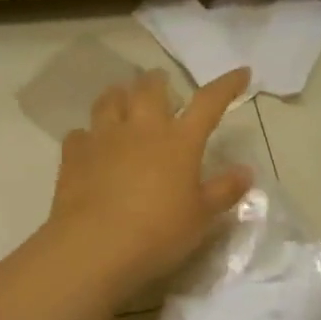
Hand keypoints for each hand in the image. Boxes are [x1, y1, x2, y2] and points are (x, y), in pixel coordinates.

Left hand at [47, 68, 255, 297]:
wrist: (95, 246)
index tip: (241, 73)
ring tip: (123, 100)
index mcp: (179, 140)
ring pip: (110, 100)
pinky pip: (80, 134)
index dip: (226, 85)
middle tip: (162, 85)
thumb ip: (223, 191)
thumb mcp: (200, 218)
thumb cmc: (158, 232)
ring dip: (120, 96)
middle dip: (158, 81)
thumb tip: (245, 171)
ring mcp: (104, 137)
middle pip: (150, 88)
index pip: (208, 102)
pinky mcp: (74, 155)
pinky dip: (88, 135)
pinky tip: (90, 145)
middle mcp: (141, 128)